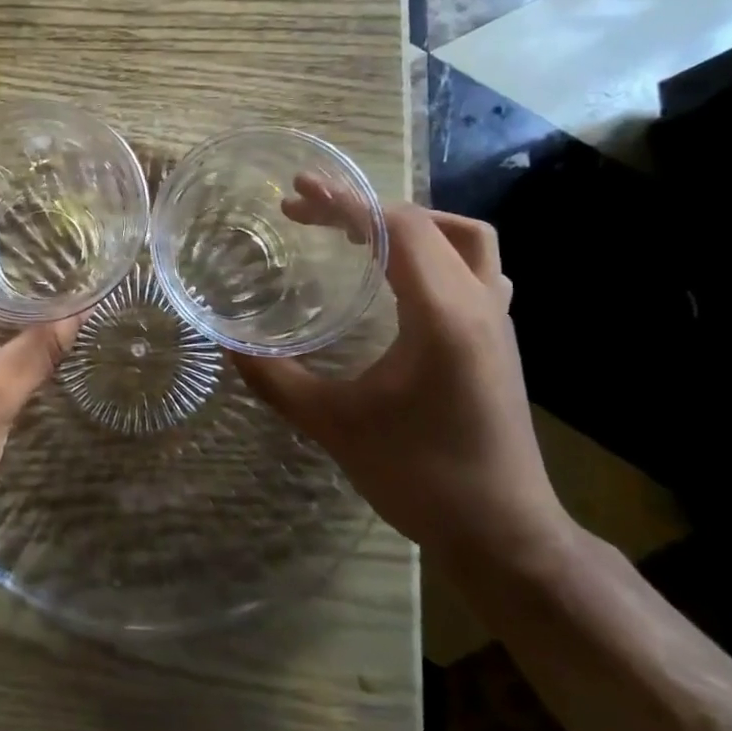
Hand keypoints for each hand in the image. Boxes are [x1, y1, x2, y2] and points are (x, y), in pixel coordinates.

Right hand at [236, 199, 571, 573]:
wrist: (503, 535)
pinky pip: (479, 268)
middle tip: (309, 213)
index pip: (397, 230)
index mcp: (443, 316)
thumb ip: (275, 379)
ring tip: (360, 232)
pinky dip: (438, 251)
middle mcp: (479, 305)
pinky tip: (405, 277)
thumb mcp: (333, 426)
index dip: (344, 204)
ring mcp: (498, 321)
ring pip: (466, 239)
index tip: (296, 195)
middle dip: (364, 208)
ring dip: (410, 223)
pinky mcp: (500, 339)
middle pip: (426, 224)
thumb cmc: (419, 477)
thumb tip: (228, 345)